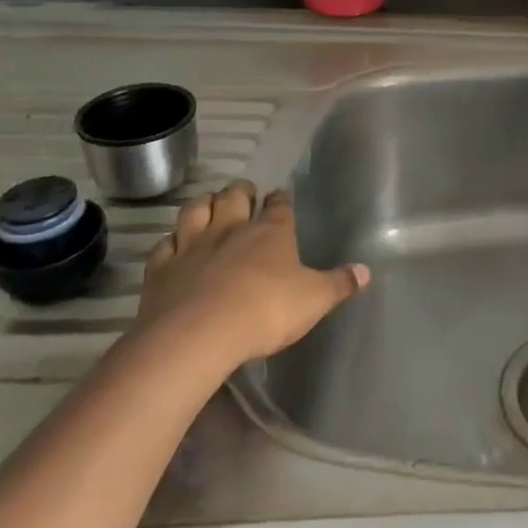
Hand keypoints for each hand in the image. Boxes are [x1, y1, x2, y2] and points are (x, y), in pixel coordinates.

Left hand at [133, 181, 368, 383]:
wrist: (197, 336)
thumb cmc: (266, 311)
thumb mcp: (314, 300)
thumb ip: (339, 284)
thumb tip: (366, 271)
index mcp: (271, 232)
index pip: (279, 205)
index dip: (280, 199)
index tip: (280, 196)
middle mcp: (231, 229)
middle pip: (234, 196)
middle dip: (240, 191)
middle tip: (244, 194)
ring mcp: (192, 246)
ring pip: (195, 209)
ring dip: (204, 204)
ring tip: (209, 206)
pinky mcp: (161, 269)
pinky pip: (164, 244)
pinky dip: (171, 241)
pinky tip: (174, 246)